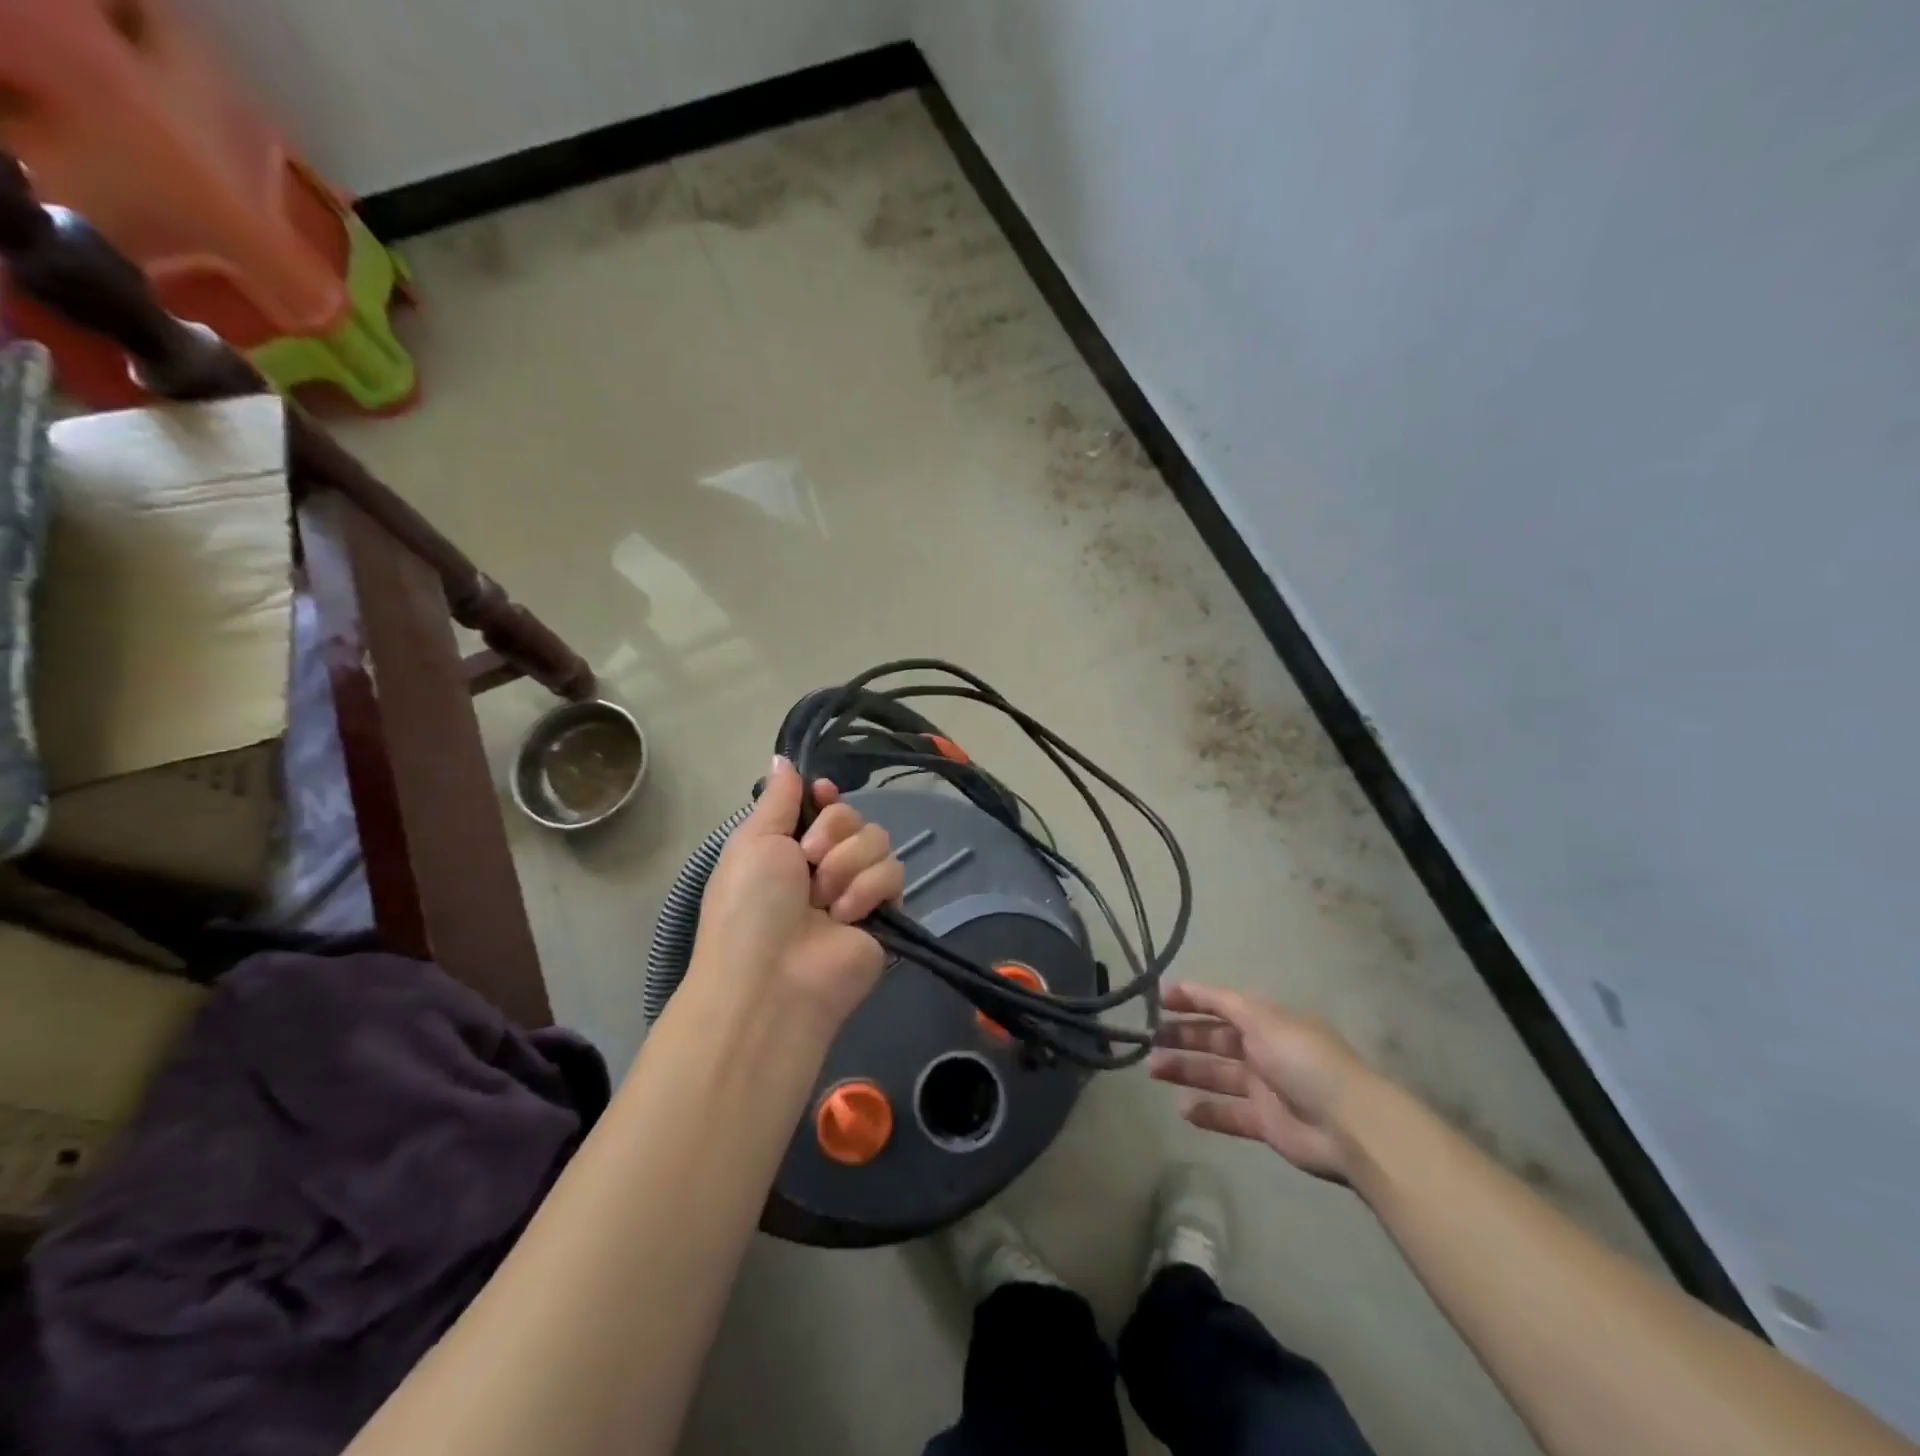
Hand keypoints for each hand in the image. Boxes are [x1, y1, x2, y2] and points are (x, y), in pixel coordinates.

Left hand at [689, 757, 903, 1030]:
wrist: (774, 977)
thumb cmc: (751, 905)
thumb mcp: (753, 841)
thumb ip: (778, 799)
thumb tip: (783, 759)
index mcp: (789, 847)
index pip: (824, 804)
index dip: (825, 797)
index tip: (821, 796)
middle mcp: (824, 864)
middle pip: (854, 816)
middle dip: (833, 834)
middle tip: (810, 863)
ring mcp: (856, 889)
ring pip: (879, 841)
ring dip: (847, 866)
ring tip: (825, 902)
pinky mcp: (885, 912)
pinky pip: (894, 873)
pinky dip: (868, 890)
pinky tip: (846, 917)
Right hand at [1149, 982, 1373, 1181]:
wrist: (1348, 1125)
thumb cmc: (1303, 1060)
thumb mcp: (1263, 1019)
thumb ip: (1224, 1003)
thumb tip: (1191, 986)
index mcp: (1267, 1021)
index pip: (1222, 1005)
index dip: (1193, 1000)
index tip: (1159, 999)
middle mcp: (1264, 1050)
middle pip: (1215, 1040)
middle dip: (1183, 1037)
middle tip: (1150, 1040)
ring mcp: (1265, 1088)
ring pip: (1216, 1075)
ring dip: (1185, 1070)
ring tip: (1154, 1069)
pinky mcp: (1265, 1124)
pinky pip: (1228, 1114)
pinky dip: (1206, 1111)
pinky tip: (1181, 1108)